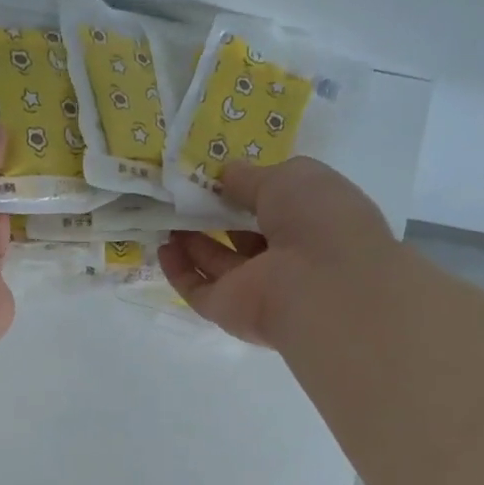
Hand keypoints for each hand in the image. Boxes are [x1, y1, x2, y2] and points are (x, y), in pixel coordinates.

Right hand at [157, 157, 395, 347]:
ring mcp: (257, 287)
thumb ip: (252, 177)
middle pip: (244, 235)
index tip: (217, 175)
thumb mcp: (288, 177)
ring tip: (167, 215)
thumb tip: (226, 174)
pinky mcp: (230, 310)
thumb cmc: (317, 219)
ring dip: (193, 241)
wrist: (320, 286)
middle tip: (183, 193)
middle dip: (216, 215)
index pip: (277, 206)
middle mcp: (288, 257)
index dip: (248, 190)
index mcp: (313, 222)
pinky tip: (163, 247)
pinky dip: (180, 271)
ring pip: (219, 263)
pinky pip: (199, 289)